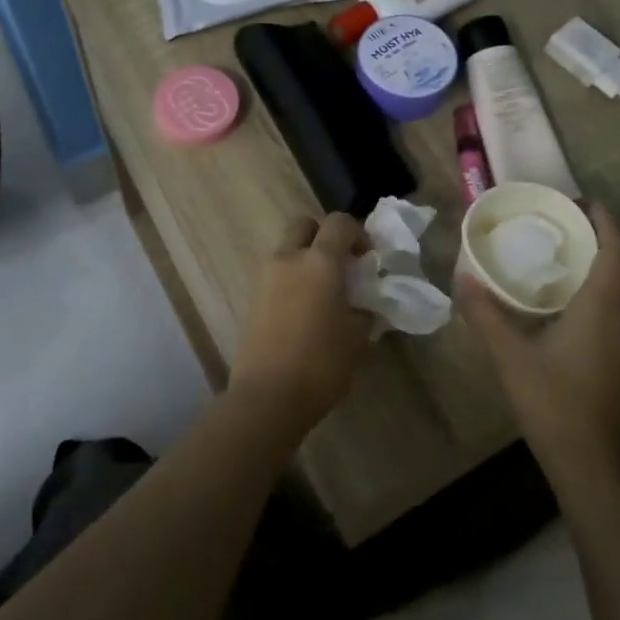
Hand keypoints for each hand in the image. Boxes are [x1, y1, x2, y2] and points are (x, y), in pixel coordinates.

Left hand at [228, 212, 372, 433]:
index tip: (367, 258)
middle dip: (323, 235)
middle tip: (340, 263)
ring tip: (322, 292)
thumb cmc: (321, 363)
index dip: (357, 233)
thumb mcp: (357, 339)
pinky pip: (275, 275)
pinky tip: (304, 311)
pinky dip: (291, 280)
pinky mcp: (252, 299)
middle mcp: (289, 259)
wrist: (268, 396)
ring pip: (287, 249)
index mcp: (320, 262)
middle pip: (304, 224)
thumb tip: (362, 306)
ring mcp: (265, 278)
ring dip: (305, 258)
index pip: (339, 223)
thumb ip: (363, 312)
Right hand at [457, 203, 619, 470]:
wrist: (591, 462)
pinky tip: (575, 301)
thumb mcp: (509, 355)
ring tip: (570, 254)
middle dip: (604, 239)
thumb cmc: (552, 401)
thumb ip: (484, 313)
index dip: (603, 220)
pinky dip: (606, 290)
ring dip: (607, 265)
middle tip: (569, 224)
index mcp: (603, 306)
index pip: (614, 249)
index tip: (581, 201)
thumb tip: (462, 276)